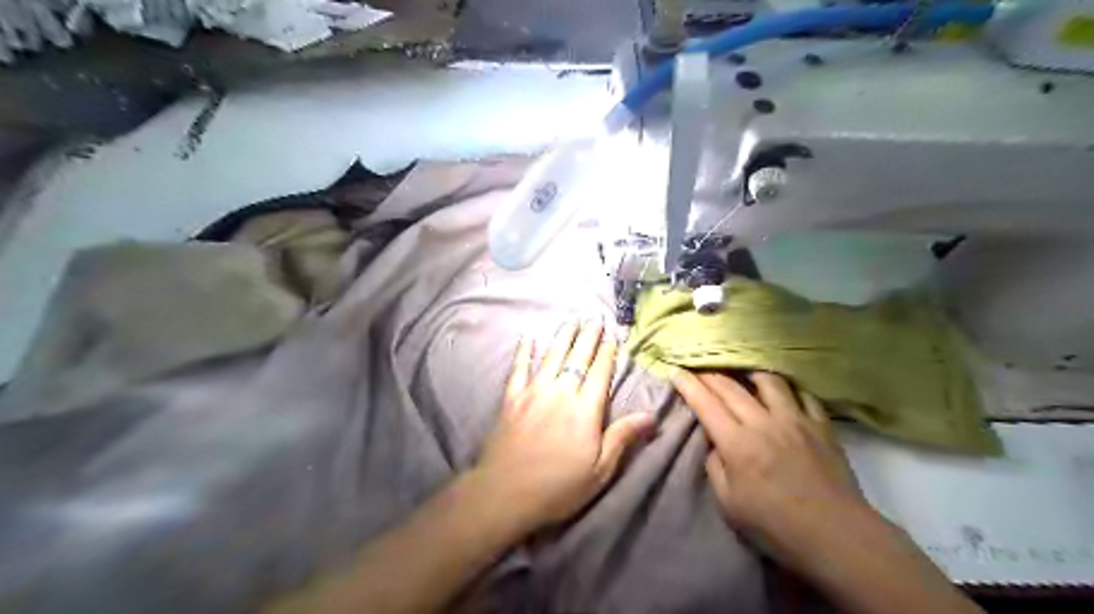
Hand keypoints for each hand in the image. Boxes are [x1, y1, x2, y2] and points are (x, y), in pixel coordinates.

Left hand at [472, 319, 657, 533]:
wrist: (505, 493)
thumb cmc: (558, 487)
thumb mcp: (600, 470)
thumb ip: (622, 437)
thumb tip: (651, 415)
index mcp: (585, 410)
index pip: (600, 372)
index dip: (607, 352)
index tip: (613, 335)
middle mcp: (560, 393)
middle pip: (577, 358)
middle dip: (588, 336)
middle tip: (594, 318)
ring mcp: (533, 393)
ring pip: (551, 356)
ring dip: (563, 336)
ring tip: (571, 320)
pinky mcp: (511, 399)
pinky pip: (519, 369)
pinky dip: (524, 352)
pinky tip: (528, 338)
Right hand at [678, 372, 864, 543]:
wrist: (836, 536)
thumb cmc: (776, 526)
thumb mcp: (729, 504)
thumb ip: (715, 467)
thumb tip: (715, 442)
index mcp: (737, 442)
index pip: (705, 402)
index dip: (687, 384)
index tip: (676, 372)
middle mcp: (763, 422)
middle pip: (730, 386)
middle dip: (709, 374)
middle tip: (699, 370)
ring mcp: (795, 420)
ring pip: (768, 381)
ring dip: (749, 374)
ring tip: (742, 375)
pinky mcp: (821, 425)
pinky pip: (802, 394)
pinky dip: (787, 389)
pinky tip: (783, 393)